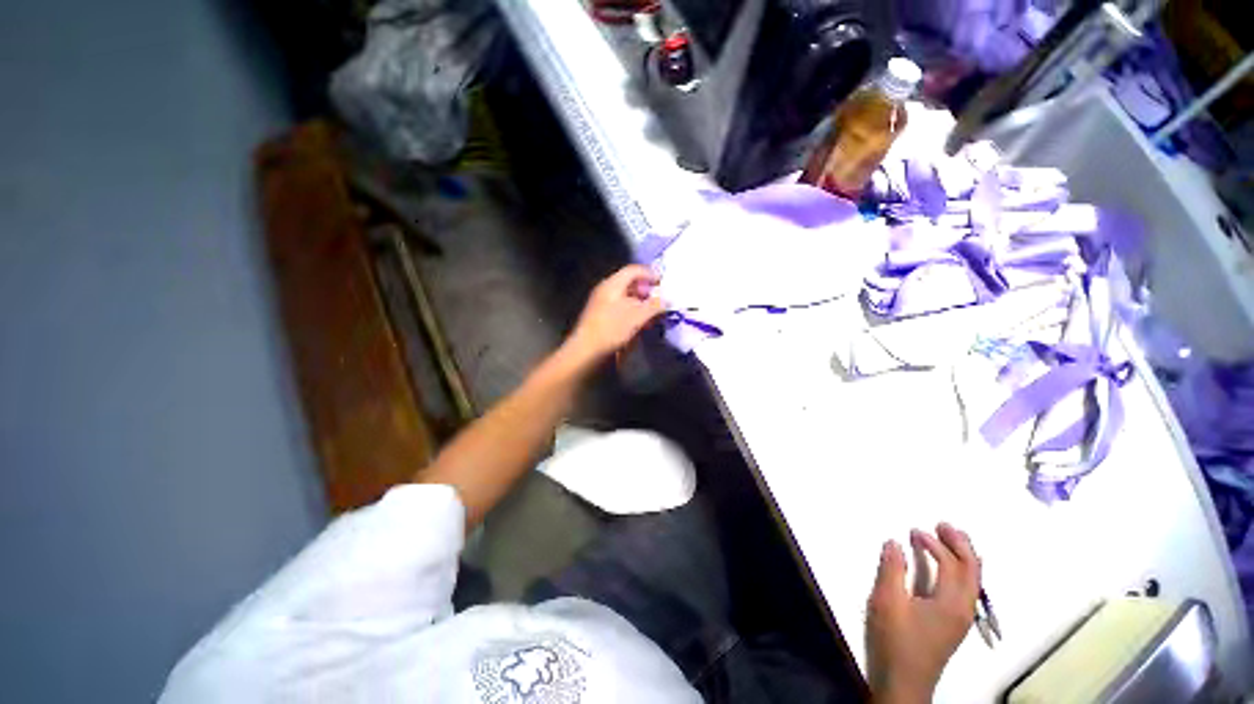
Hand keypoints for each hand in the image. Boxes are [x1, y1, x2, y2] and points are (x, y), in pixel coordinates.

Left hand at [565, 264, 664, 363]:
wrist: (587, 351)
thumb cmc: (612, 328)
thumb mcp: (638, 316)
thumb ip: (655, 306)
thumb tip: (668, 300)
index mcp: (612, 284)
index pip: (634, 270)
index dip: (650, 274)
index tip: (663, 284)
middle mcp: (606, 290)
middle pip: (630, 284)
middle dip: (647, 291)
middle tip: (660, 301)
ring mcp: (602, 304)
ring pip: (626, 298)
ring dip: (641, 304)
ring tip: (653, 315)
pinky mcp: (601, 317)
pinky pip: (621, 309)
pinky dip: (633, 313)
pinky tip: (641, 324)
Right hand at [866, 523, 980, 703]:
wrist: (904, 682)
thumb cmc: (896, 640)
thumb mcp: (887, 602)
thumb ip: (892, 570)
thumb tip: (894, 542)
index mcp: (950, 602)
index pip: (951, 564)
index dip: (934, 544)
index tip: (912, 531)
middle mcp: (964, 608)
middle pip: (972, 570)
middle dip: (961, 545)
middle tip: (944, 525)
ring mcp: (962, 618)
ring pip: (973, 581)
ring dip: (964, 557)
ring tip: (949, 538)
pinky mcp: (954, 624)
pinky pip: (966, 589)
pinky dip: (960, 571)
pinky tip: (948, 568)